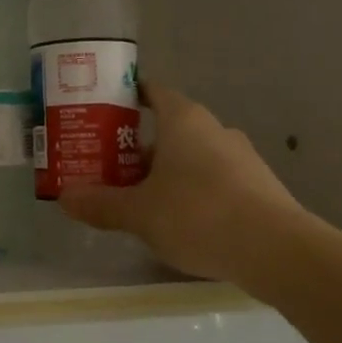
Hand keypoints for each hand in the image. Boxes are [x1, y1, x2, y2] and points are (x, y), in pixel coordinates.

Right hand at [58, 85, 303, 282]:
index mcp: (184, 120)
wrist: (277, 250)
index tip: (105, 111)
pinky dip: (193, 191)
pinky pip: (214, 179)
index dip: (128, 98)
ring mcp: (241, 157)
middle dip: (139, 147)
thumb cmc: (198, 214)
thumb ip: (101, 204)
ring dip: (167, 172)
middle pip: (170, 128)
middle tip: (110, 168)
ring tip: (140, 199)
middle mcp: (214, 129)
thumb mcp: (139, 213)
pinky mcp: (258, 186)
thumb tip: (64, 198)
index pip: (153, 92)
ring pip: (193, 156)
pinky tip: (180, 222)